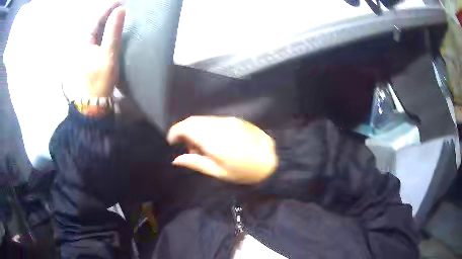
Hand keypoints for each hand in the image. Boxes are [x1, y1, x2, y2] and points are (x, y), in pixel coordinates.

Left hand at [64, 1, 124, 98]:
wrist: (94, 103)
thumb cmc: (101, 79)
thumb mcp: (108, 54)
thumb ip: (113, 31)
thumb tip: (120, 10)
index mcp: (84, 43)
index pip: (96, 20)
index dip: (108, 9)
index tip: (121, 2)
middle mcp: (83, 46)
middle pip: (95, 25)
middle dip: (107, 15)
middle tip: (120, 8)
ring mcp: (86, 53)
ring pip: (96, 33)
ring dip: (106, 24)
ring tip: (118, 17)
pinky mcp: (91, 59)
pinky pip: (98, 41)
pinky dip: (106, 33)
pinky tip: (112, 32)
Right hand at [167, 116, 277, 183]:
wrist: (272, 161)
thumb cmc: (245, 172)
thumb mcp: (219, 173)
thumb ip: (196, 163)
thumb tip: (176, 159)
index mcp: (213, 140)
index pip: (186, 127)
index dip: (174, 132)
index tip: (172, 142)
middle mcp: (219, 125)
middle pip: (193, 120)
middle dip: (184, 132)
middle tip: (189, 149)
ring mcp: (228, 120)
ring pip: (203, 120)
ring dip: (196, 130)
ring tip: (203, 148)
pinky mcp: (235, 120)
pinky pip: (214, 120)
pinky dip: (207, 128)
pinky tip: (214, 141)